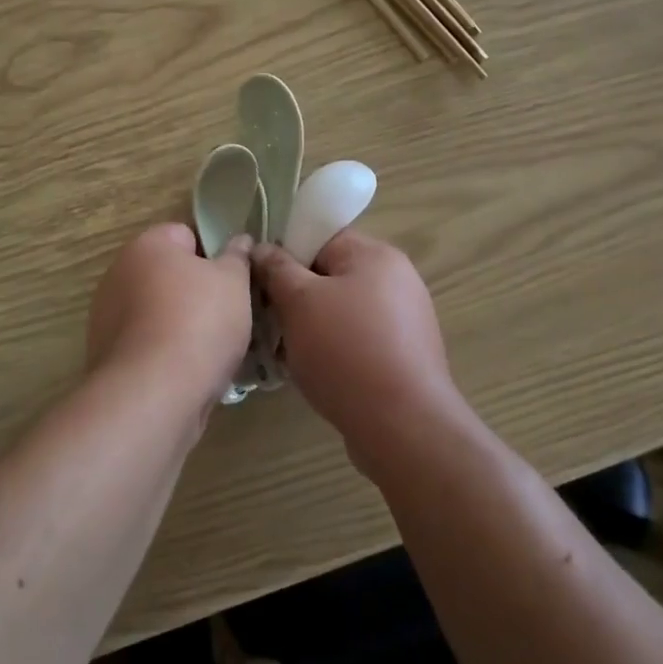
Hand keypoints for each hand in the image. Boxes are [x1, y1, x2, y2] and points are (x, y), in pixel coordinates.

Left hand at [87, 224, 254, 404]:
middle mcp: (118, 273)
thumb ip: (237, 257)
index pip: (185, 235)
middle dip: (195, 292)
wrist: (153, 393)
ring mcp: (106, 315)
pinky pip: (145, 343)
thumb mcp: (234, 283)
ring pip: (156, 311)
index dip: (212, 256)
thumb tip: (239, 240)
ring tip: (210, 350)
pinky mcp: (105, 354)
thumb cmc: (199, 322)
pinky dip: (163, 352)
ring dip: (179, 324)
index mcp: (147, 245)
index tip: (232, 282)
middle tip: (227, 315)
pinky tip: (185, 373)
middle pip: (168, 275)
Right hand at [252, 232, 459, 458]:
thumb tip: (261, 248)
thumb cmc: (346, 351)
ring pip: (341, 310)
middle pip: (331, 274)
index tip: (258, 278)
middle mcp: (396, 279)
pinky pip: (357, 339)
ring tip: (284, 350)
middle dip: (295, 294)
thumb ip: (276, 268)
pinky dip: (333, 349)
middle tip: (266, 317)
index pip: (321, 236)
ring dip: (310, 325)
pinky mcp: (404, 356)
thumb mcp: (299, 302)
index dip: (285, 252)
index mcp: (375, 255)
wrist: (404, 427)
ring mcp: (404, 320)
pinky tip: (312, 372)